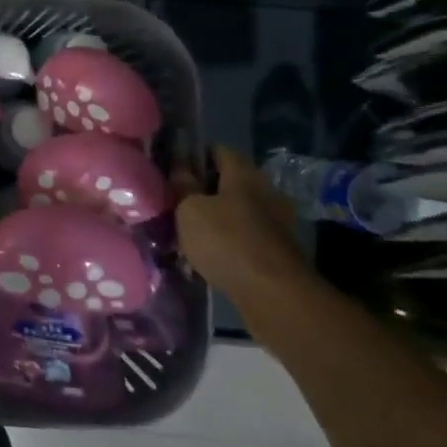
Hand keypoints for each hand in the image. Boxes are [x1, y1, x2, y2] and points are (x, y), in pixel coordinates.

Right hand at [174, 145, 312, 300]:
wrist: (274, 296)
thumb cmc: (227, 241)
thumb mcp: (190, 208)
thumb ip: (182, 185)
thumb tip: (179, 165)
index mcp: (243, 173)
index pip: (217, 150)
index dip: (193, 154)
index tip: (171, 167)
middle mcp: (263, 191)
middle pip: (227, 182)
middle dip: (202, 190)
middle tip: (174, 201)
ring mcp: (274, 223)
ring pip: (235, 212)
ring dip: (213, 218)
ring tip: (185, 231)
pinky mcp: (275, 252)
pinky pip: (243, 237)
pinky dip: (226, 241)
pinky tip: (205, 254)